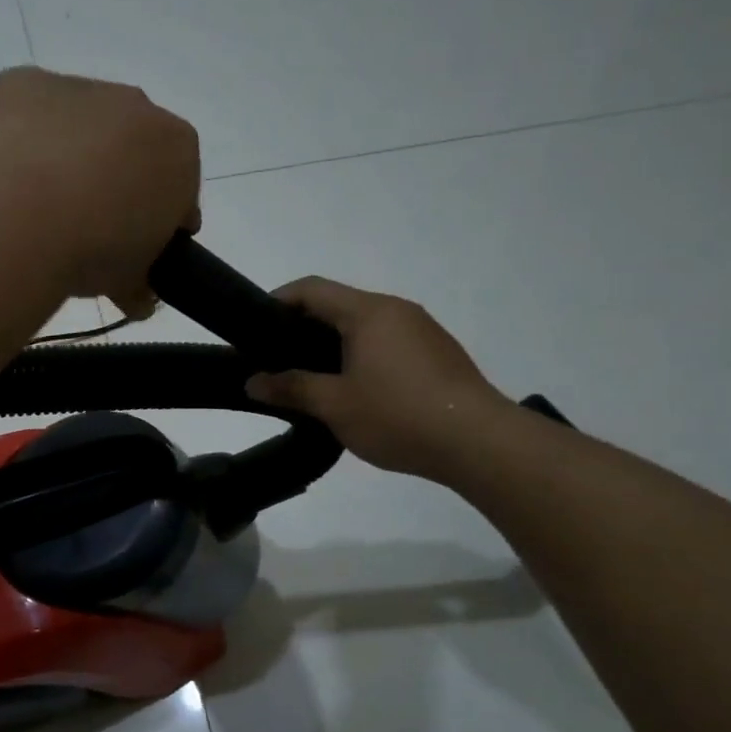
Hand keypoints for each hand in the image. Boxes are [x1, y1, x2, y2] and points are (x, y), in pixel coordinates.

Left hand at [0, 67, 200, 315]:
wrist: (17, 216)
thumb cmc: (91, 250)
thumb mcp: (130, 282)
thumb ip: (141, 282)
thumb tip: (135, 296)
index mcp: (178, 150)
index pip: (180, 186)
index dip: (160, 220)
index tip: (138, 247)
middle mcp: (136, 106)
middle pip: (132, 147)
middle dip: (116, 180)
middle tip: (87, 226)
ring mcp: (78, 88)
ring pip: (80, 125)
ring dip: (68, 156)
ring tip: (37, 205)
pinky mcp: (22, 81)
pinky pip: (29, 112)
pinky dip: (22, 138)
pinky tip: (4, 174)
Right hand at [245, 277, 511, 480]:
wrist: (478, 442)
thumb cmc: (398, 415)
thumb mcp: (334, 405)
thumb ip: (290, 388)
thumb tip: (252, 382)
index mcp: (368, 312)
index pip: (312, 289)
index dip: (278, 301)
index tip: (253, 326)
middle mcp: (396, 310)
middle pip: (339, 306)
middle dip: (303, 328)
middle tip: (277, 360)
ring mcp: (422, 331)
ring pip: (365, 326)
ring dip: (333, 345)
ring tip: (312, 380)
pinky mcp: (437, 354)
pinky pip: (387, 343)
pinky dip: (361, 357)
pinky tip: (355, 391)